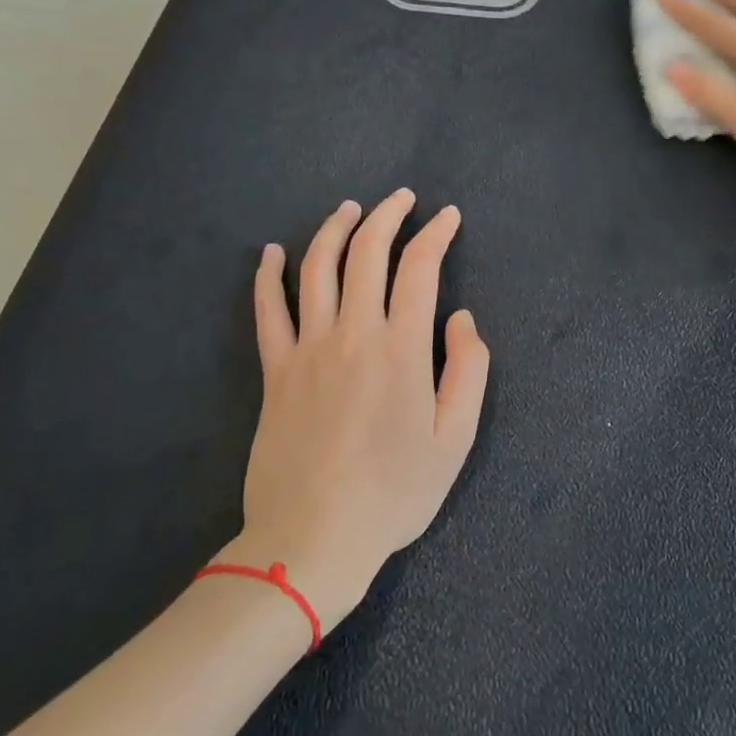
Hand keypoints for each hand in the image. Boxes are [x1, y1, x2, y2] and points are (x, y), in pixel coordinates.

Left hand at [218, 191, 490, 631]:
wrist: (312, 538)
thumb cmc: (395, 492)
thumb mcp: (455, 439)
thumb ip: (468, 370)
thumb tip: (462, 319)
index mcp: (402, 348)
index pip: (420, 268)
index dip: (436, 234)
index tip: (448, 216)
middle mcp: (353, 333)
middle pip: (367, 253)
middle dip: (388, 215)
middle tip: (403, 197)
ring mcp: (307, 348)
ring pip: (317, 268)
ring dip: (335, 229)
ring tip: (350, 208)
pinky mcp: (274, 370)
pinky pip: (267, 310)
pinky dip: (269, 274)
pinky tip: (272, 251)